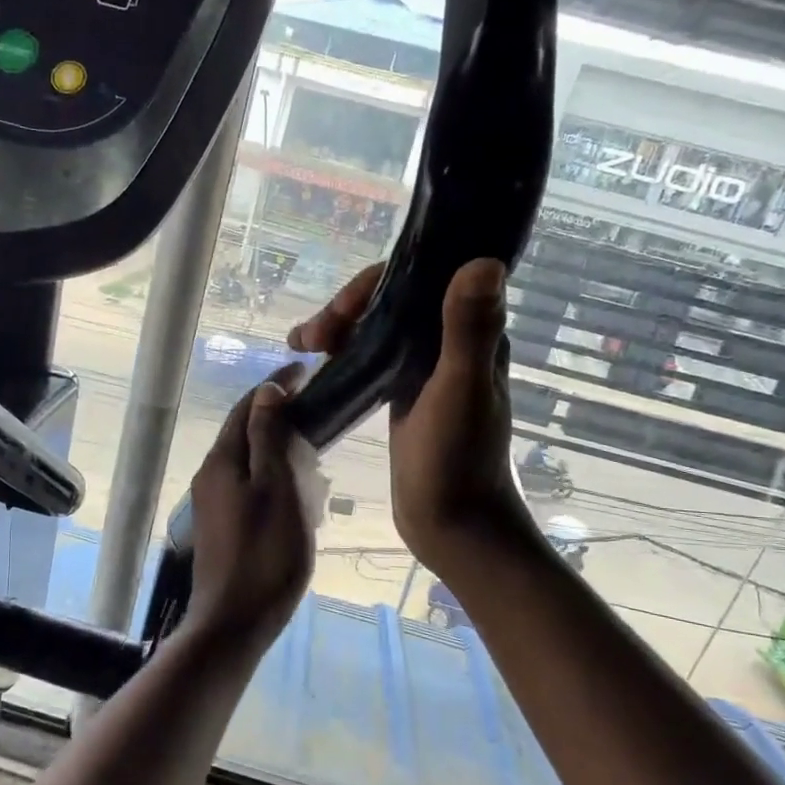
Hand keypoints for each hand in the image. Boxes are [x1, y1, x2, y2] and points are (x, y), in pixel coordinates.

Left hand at [185, 367, 315, 648]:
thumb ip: (268, 437)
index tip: (308, 373)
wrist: (234, 623)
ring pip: (250, 463)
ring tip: (314, 462)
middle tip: (319, 420)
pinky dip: (275, 482)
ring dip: (280, 453)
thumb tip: (266, 390)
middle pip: (246, 434)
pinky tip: (298, 499)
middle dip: (280, 420)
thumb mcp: (275, 488)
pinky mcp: (223, 527)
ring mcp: (213, 504)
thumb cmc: (265, 554)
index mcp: (222, 461)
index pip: (247, 407)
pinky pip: (250, 489)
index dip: (276, 386)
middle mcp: (210, 476)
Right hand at [290, 259, 529, 576]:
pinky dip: (342, 352)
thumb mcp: (460, 390)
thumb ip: (469, 329)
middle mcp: (448, 343)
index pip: (421, 281)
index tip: (342, 309)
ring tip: (301, 344)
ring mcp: (423, 370)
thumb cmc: (458, 461)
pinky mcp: (402, 395)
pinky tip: (316, 362)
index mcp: (471, 334)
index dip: (375, 284)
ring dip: (339, 327)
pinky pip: (369, 357)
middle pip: (391, 302)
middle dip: (346, 308)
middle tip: (309, 337)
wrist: (452, 524)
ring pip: (376, 328)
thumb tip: (483, 261)